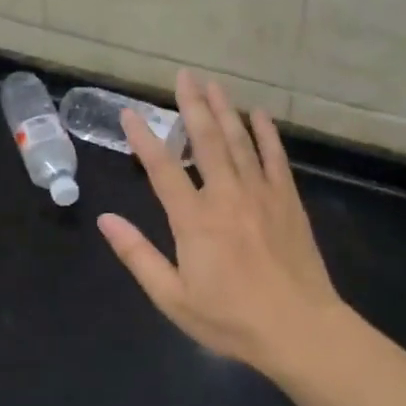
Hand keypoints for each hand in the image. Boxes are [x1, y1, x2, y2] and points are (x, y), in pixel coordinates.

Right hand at [97, 70, 348, 376]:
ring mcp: (261, 194)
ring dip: (225, 109)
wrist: (299, 330)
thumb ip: (138, 256)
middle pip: (206, 140)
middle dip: (192, 105)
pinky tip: (259, 114)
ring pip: (239, 141)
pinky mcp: (287, 200)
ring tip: (213, 84)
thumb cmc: (231, 319)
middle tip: (184, 75)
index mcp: (194, 219)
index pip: (162, 168)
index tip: (129, 113)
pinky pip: (275, 158)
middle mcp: (226, 196)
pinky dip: (267, 133)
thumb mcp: (173, 297)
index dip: (144, 138)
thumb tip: (105, 220)